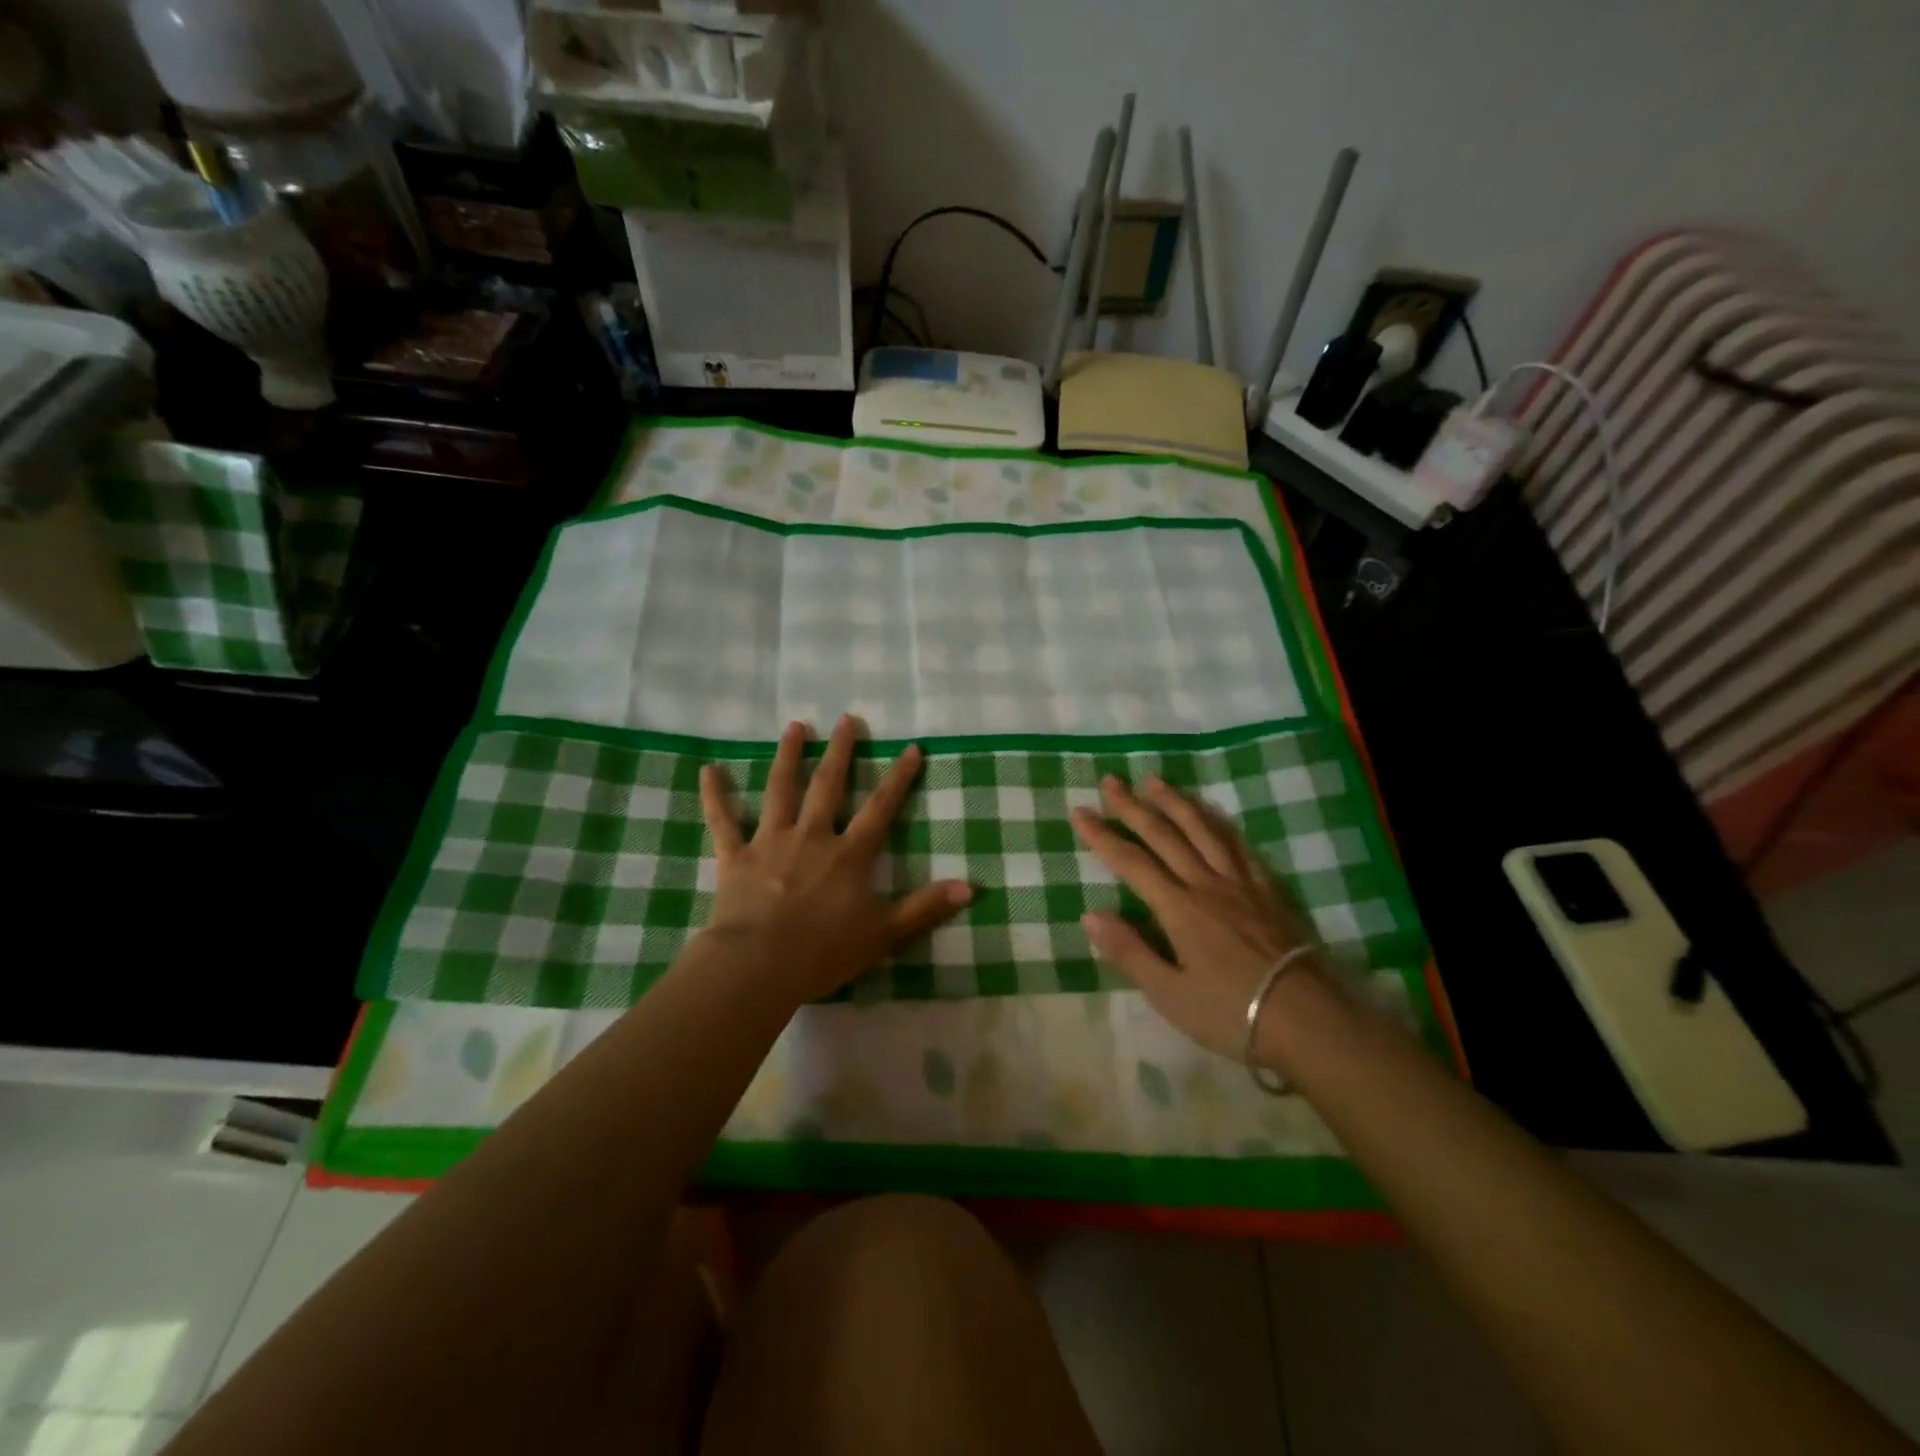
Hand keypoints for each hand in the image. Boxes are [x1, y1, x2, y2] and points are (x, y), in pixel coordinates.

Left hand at [698, 715, 972, 1002]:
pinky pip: (723, 821)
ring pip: (780, 790)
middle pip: (828, 785)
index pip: (880, 807)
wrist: (758, 966)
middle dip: (840, 751)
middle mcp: (812, 836)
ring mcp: (770, 842)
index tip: (910, 747)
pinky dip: (715, 796)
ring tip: (795, 726)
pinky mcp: (735, 857)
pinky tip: (708, 770)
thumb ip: (926, 907)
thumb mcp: (884, 933)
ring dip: (788, 756)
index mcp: (848, 854)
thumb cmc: (824, 951)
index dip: (898, 777)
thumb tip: (972, 887)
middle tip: (846, 718)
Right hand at [1071, 775, 1323, 1062]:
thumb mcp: (1170, 994)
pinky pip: (1239, 846)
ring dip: (1175, 803)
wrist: (1310, 1021)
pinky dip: (1220, 824)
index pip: (1131, 862)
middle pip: (1165, 835)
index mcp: (1179, 908)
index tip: (1079, 812)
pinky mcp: (1268, 891)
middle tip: (1110, 781)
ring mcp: (1240, 884)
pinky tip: (1212, 814)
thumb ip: (1130, 951)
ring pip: (1203, 830)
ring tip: (1154, 781)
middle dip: (1133, 807)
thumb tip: (1089, 914)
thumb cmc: (1232, 1013)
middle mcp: (1206, 884)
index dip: (1102, 836)